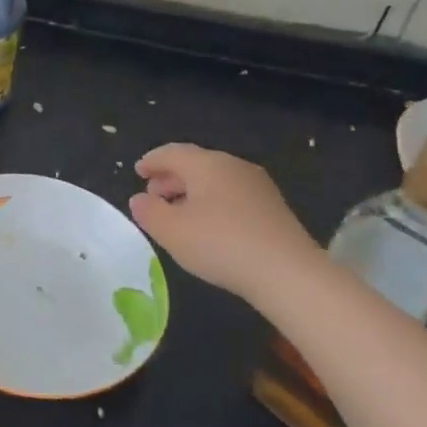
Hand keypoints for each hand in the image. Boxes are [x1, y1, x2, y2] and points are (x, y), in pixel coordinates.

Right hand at [128, 144, 322, 301]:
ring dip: (192, 192)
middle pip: (196, 164)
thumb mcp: (171, 231)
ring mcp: (258, 186)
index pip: (172, 152)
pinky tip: (209, 227)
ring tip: (178, 213)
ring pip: (216, 180)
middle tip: (154, 194)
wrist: (288, 273)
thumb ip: (149, 212)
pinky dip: (213, 203)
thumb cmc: (220, 244)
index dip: (152, 161)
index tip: (138, 171)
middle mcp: (233, 167)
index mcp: (206, 164)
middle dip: (171, 177)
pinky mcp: (273, 209)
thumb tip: (140, 199)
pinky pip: (233, 196)